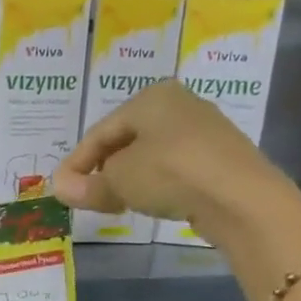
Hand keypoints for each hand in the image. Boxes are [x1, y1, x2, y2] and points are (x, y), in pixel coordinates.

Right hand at [51, 81, 296, 240]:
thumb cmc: (170, 173)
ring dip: (127, 178)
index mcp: (150, 97)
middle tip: (86, 197)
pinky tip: (149, 201)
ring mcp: (203, 130)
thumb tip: (60, 189)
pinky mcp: (219, 157)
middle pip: (125, 140)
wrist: (240, 197)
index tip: (61, 189)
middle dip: (102, 169)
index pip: (99, 132)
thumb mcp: (118, 181)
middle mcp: (178, 104)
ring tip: (114, 203)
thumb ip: (87, 185)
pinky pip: (173, 167)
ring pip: (149, 154)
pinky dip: (154, 182)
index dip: (76, 162)